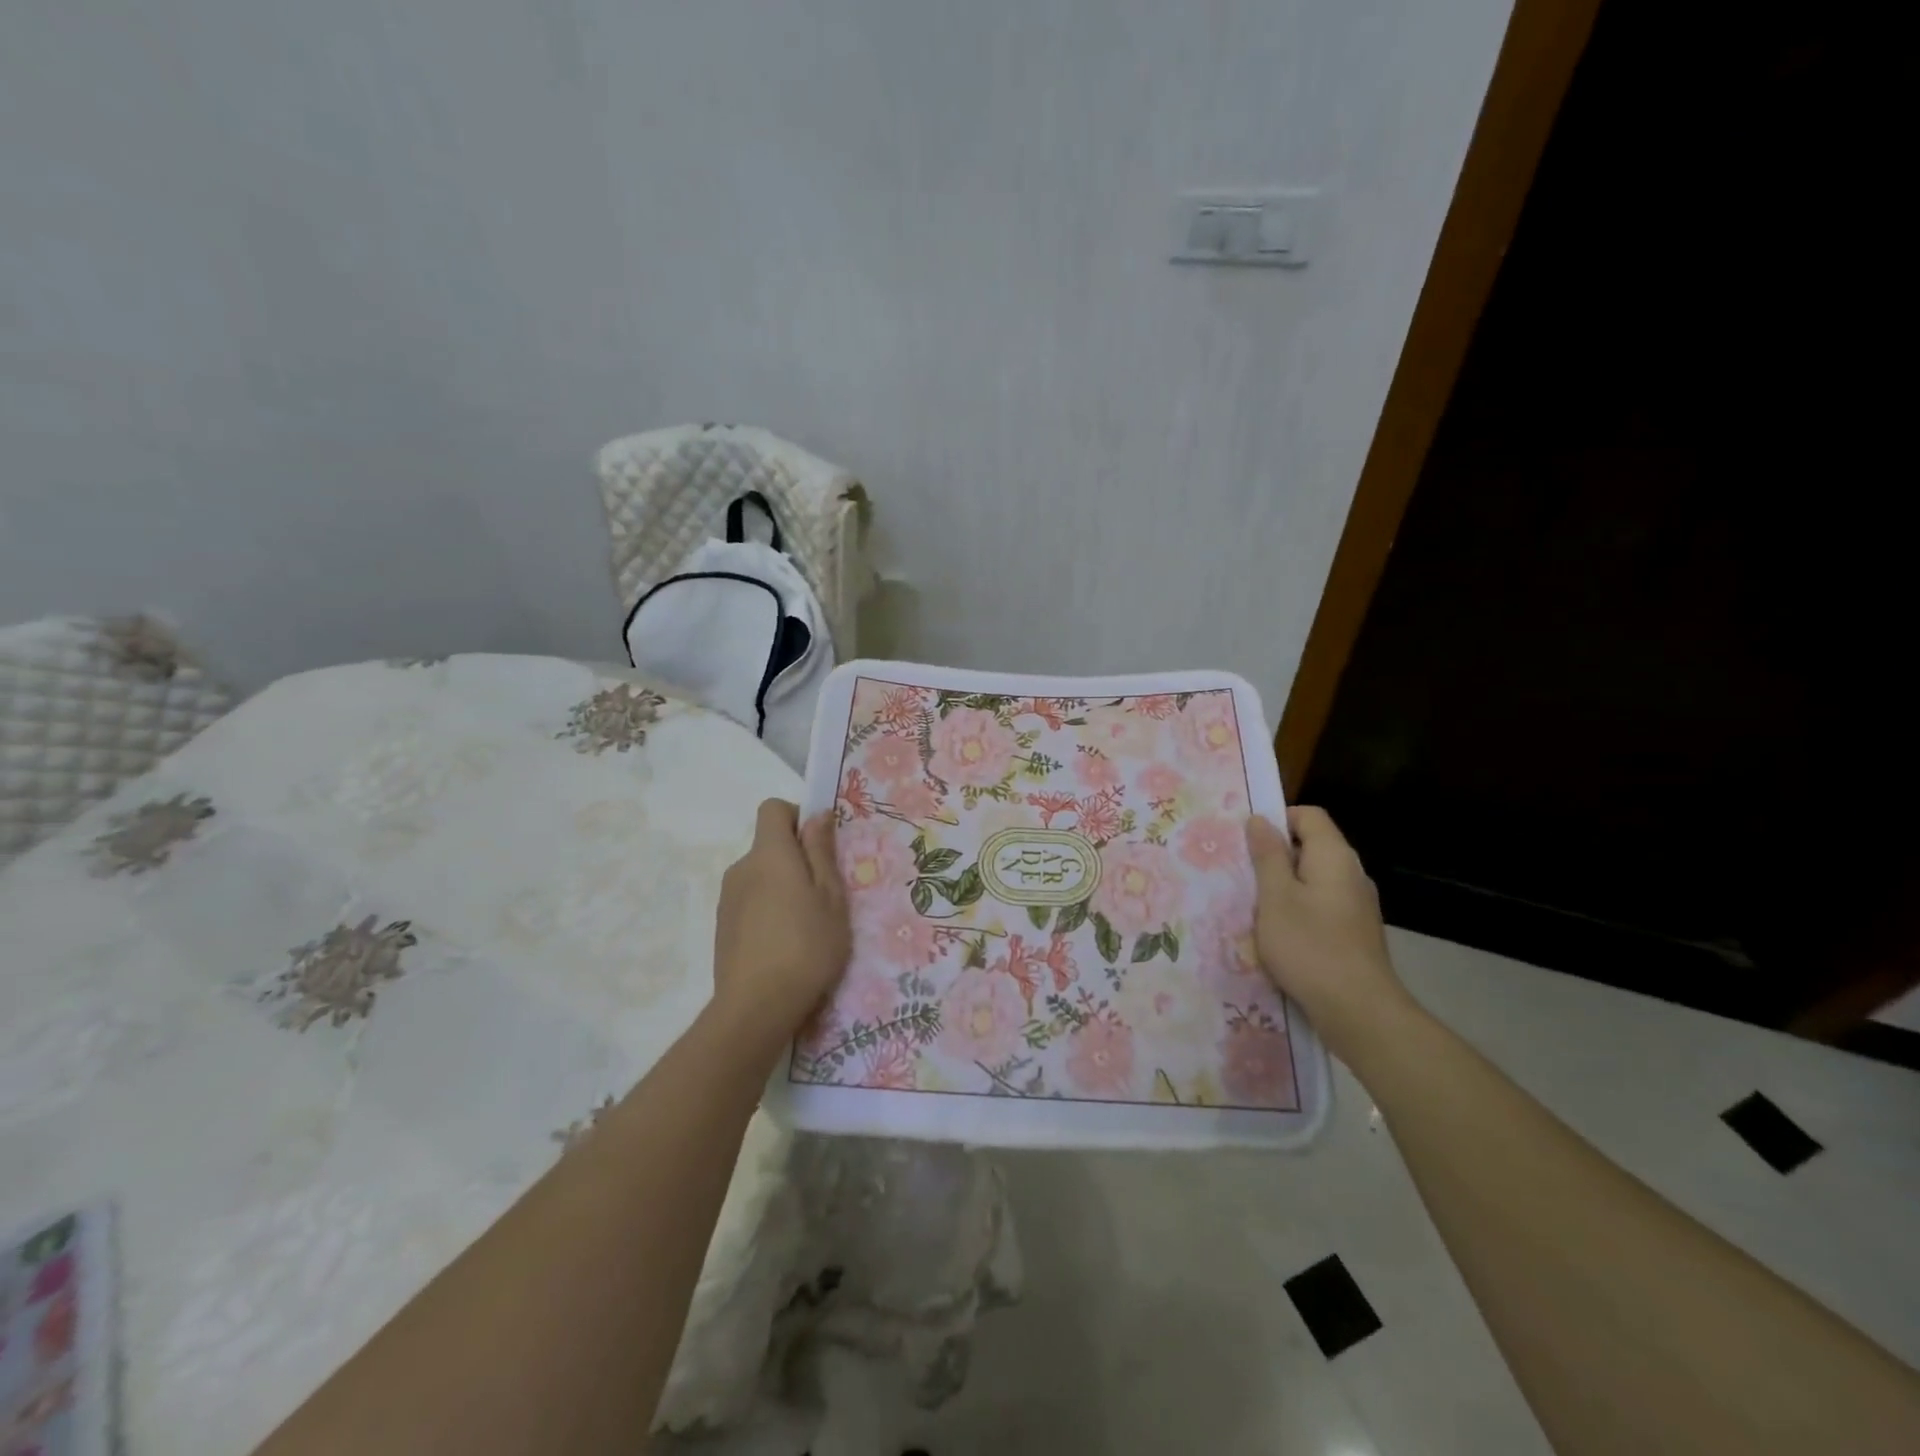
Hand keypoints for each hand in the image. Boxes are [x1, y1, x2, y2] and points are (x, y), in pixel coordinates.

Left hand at [711, 800, 850, 1048]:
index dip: (797, 817)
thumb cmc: (807, 945)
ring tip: (806, 926)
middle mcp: (742, 868)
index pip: (772, 809)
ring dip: (782, 887)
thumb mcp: (831, 896)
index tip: (819, 846)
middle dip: (795, 859)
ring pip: (760, 876)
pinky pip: (750, 902)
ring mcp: (727, 899)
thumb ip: (821, 851)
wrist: (756, 1007)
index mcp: (769, 854)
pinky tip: (783, 945)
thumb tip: (817, 814)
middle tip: (823, 894)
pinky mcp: (722, 927)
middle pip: (768, 845)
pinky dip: (767, 911)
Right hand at [1244, 807, 1411, 1060]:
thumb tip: (1260, 820)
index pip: (1308, 816)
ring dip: (1283, 887)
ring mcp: (1357, 905)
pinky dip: (1298, 911)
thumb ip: (1268, 856)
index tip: (1248, 842)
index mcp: (1334, 857)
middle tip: (1242, 875)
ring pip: (1313, 880)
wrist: (1359, 1011)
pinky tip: (1278, 935)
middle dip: (1275, 857)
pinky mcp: (1355, 932)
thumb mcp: (1275, 897)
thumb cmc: (1309, 946)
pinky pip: (1321, 906)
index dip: (1277, 820)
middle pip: (1311, 847)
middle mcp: (1351, 874)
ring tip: (1254, 907)